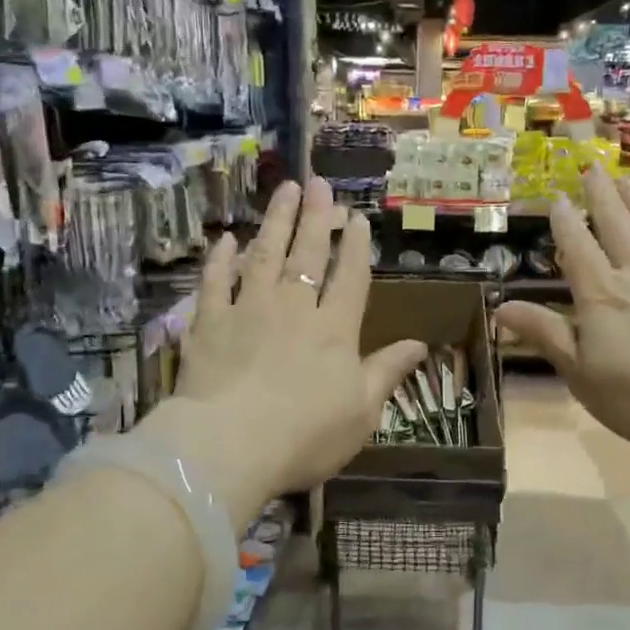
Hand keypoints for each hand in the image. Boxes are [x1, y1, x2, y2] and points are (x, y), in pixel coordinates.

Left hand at [136, 179, 427, 519]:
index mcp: (334, 330)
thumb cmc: (305, 436)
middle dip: (315, 217)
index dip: (355, 246)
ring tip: (284, 191)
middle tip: (318, 182)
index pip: (349, 278)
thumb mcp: (361, 412)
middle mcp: (293, 308)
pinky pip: (215, 282)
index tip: (357, 217)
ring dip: (275, 221)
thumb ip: (387, 372)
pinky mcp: (209, 323)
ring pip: (264, 255)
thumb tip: (421, 344)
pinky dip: (220, 259)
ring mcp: (248, 310)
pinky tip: (227, 239)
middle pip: (307, 254)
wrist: (230, 447)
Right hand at [494, 170, 629, 451]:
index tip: (556, 197)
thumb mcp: (580, 374)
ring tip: (627, 181)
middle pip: (617, 226)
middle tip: (592, 168)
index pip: (577, 248)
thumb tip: (500, 307)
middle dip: (601, 196)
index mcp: (602, 294)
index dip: (564, 222)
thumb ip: (545, 334)